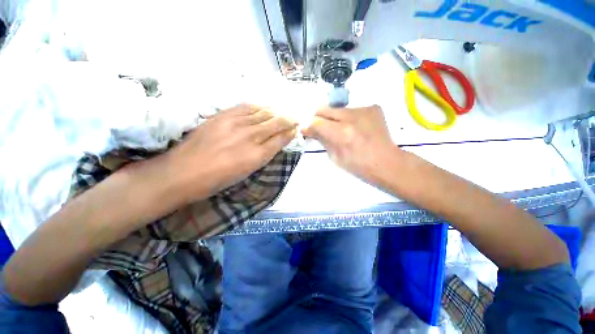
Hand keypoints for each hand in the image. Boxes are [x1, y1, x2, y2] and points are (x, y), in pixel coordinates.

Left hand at [166, 104, 296, 200]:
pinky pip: (247, 106)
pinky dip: (259, 106)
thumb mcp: (246, 173)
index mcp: (257, 156)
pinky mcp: (223, 115)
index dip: (291, 132)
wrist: (183, 172)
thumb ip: (262, 156)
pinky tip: (264, 106)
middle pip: (276, 123)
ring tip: (283, 111)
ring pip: (264, 113)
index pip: (281, 139)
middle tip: (295, 118)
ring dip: (276, 111)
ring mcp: (236, 124)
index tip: (296, 129)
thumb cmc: (217, 180)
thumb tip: (274, 143)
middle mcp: (250, 137)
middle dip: (289, 120)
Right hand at [302, 105, 399, 181]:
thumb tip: (313, 132)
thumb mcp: (335, 158)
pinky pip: (352, 109)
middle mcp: (351, 117)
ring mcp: (363, 110)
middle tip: (319, 127)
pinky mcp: (372, 108)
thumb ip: (323, 141)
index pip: (316, 122)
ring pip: (338, 109)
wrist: (387, 162)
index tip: (306, 130)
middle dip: (318, 118)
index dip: (308, 126)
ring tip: (340, 128)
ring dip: (334, 118)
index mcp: (341, 133)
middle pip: (324, 109)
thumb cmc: (359, 166)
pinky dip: (349, 117)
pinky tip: (355, 127)